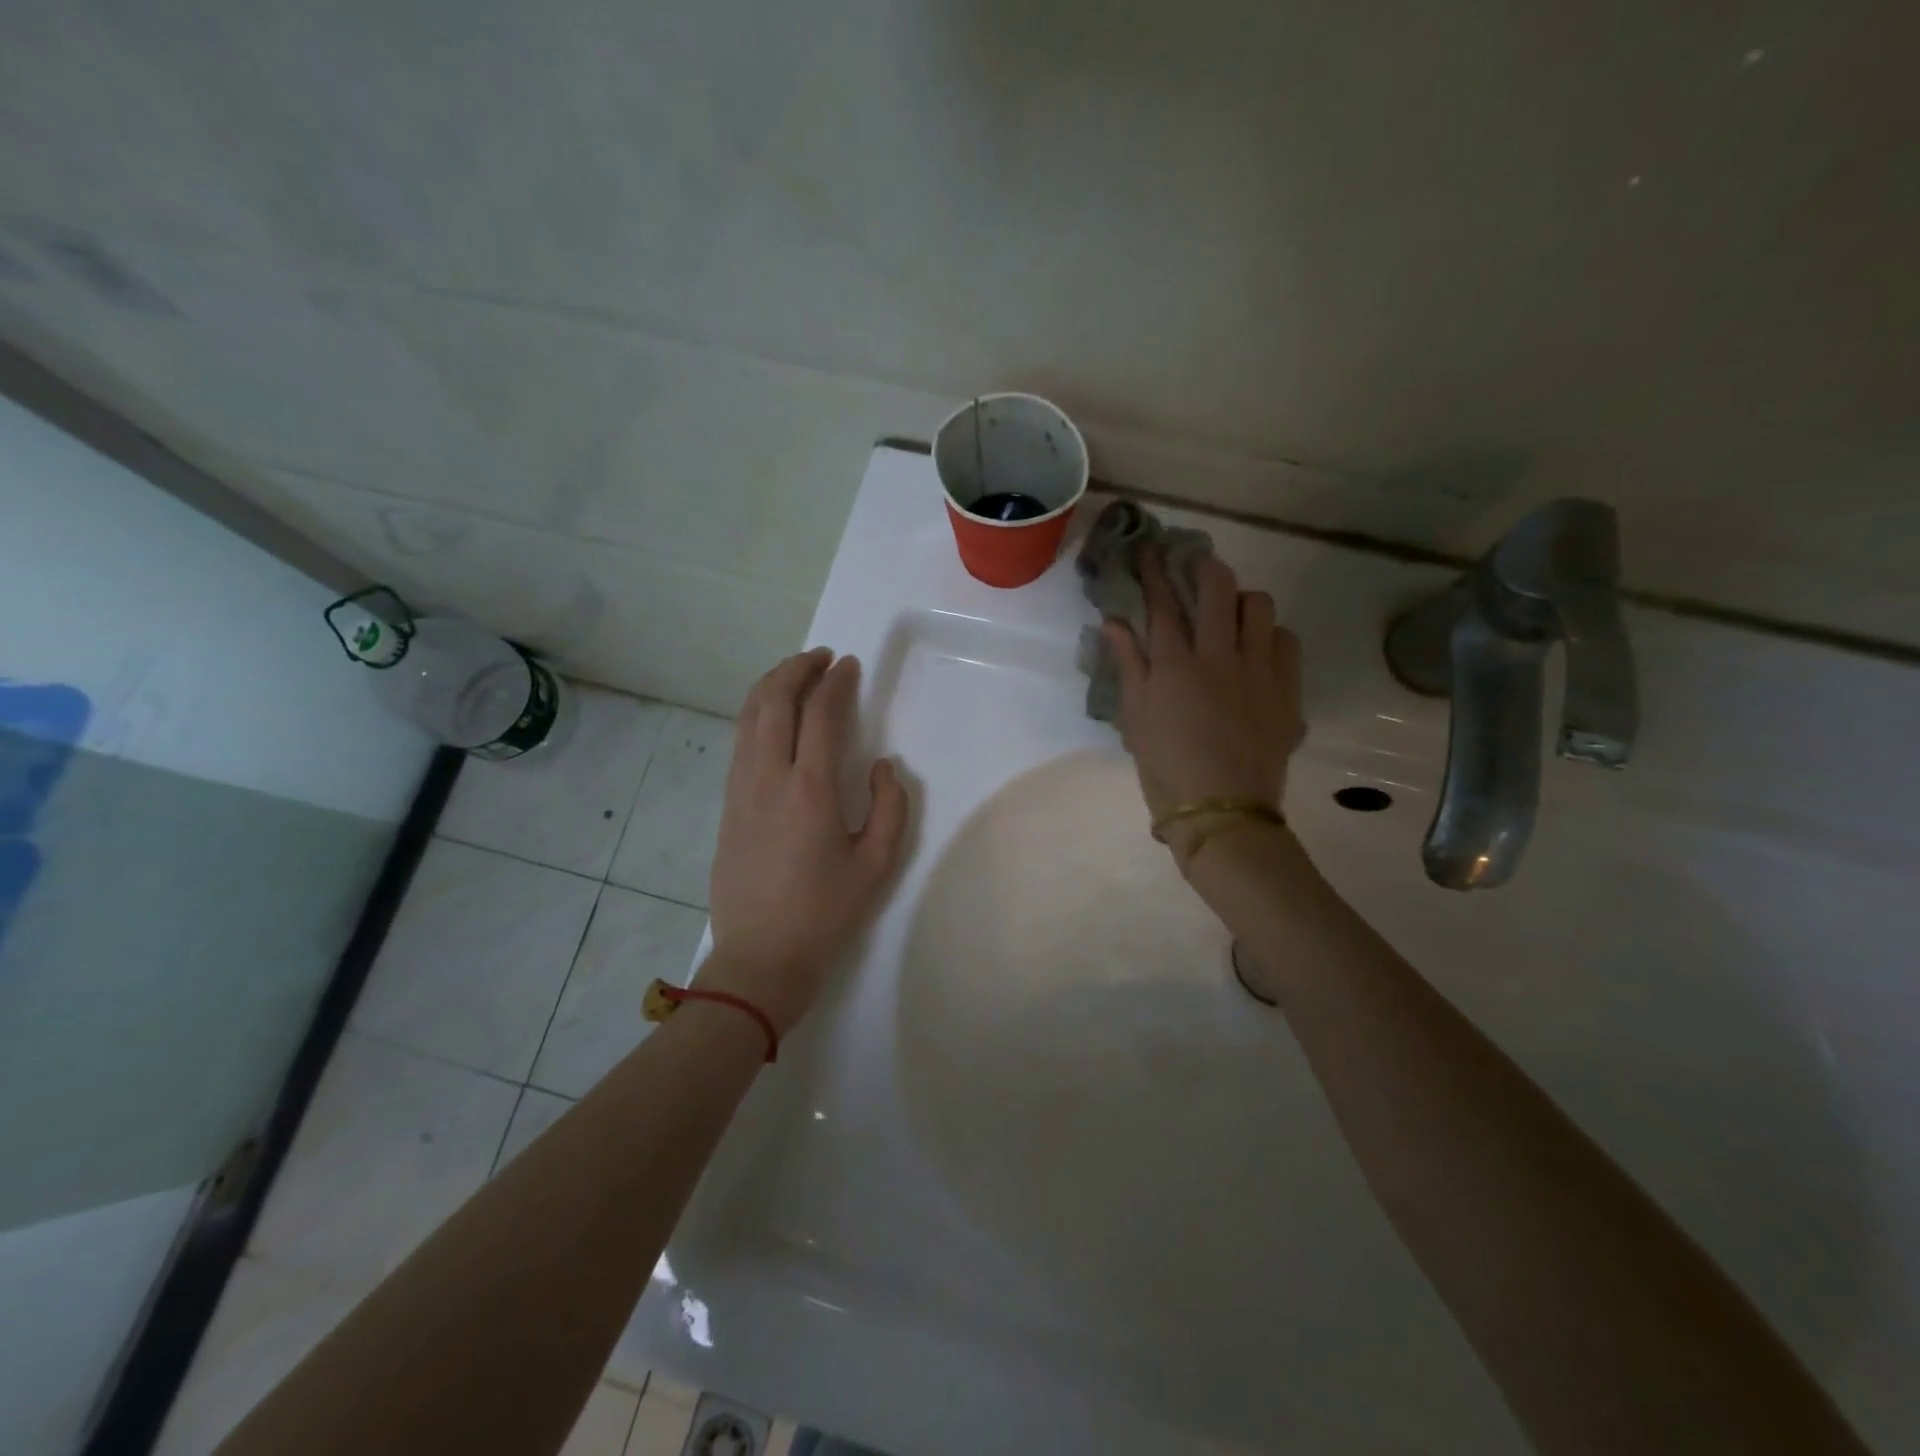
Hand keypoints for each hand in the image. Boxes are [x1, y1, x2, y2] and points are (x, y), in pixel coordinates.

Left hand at [699, 648, 908, 1033]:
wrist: (760, 958)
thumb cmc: (826, 913)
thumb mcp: (878, 864)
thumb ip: (891, 805)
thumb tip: (884, 766)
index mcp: (811, 789)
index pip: (821, 713)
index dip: (836, 682)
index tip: (849, 666)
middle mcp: (769, 776)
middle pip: (774, 701)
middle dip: (797, 668)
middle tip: (822, 658)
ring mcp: (740, 788)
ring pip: (748, 716)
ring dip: (771, 685)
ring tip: (795, 674)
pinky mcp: (727, 804)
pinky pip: (739, 741)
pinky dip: (755, 713)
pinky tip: (771, 717)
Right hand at [1103, 550, 1303, 873]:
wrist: (1223, 812)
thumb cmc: (1167, 768)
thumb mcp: (1136, 719)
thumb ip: (1129, 665)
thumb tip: (1113, 621)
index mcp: (1176, 666)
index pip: (1162, 603)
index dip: (1154, 571)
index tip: (1150, 549)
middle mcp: (1220, 657)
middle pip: (1218, 588)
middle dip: (1204, 567)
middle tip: (1196, 567)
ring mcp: (1260, 671)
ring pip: (1260, 606)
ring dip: (1241, 601)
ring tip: (1231, 614)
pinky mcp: (1288, 691)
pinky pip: (1287, 642)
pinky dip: (1271, 636)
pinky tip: (1259, 652)